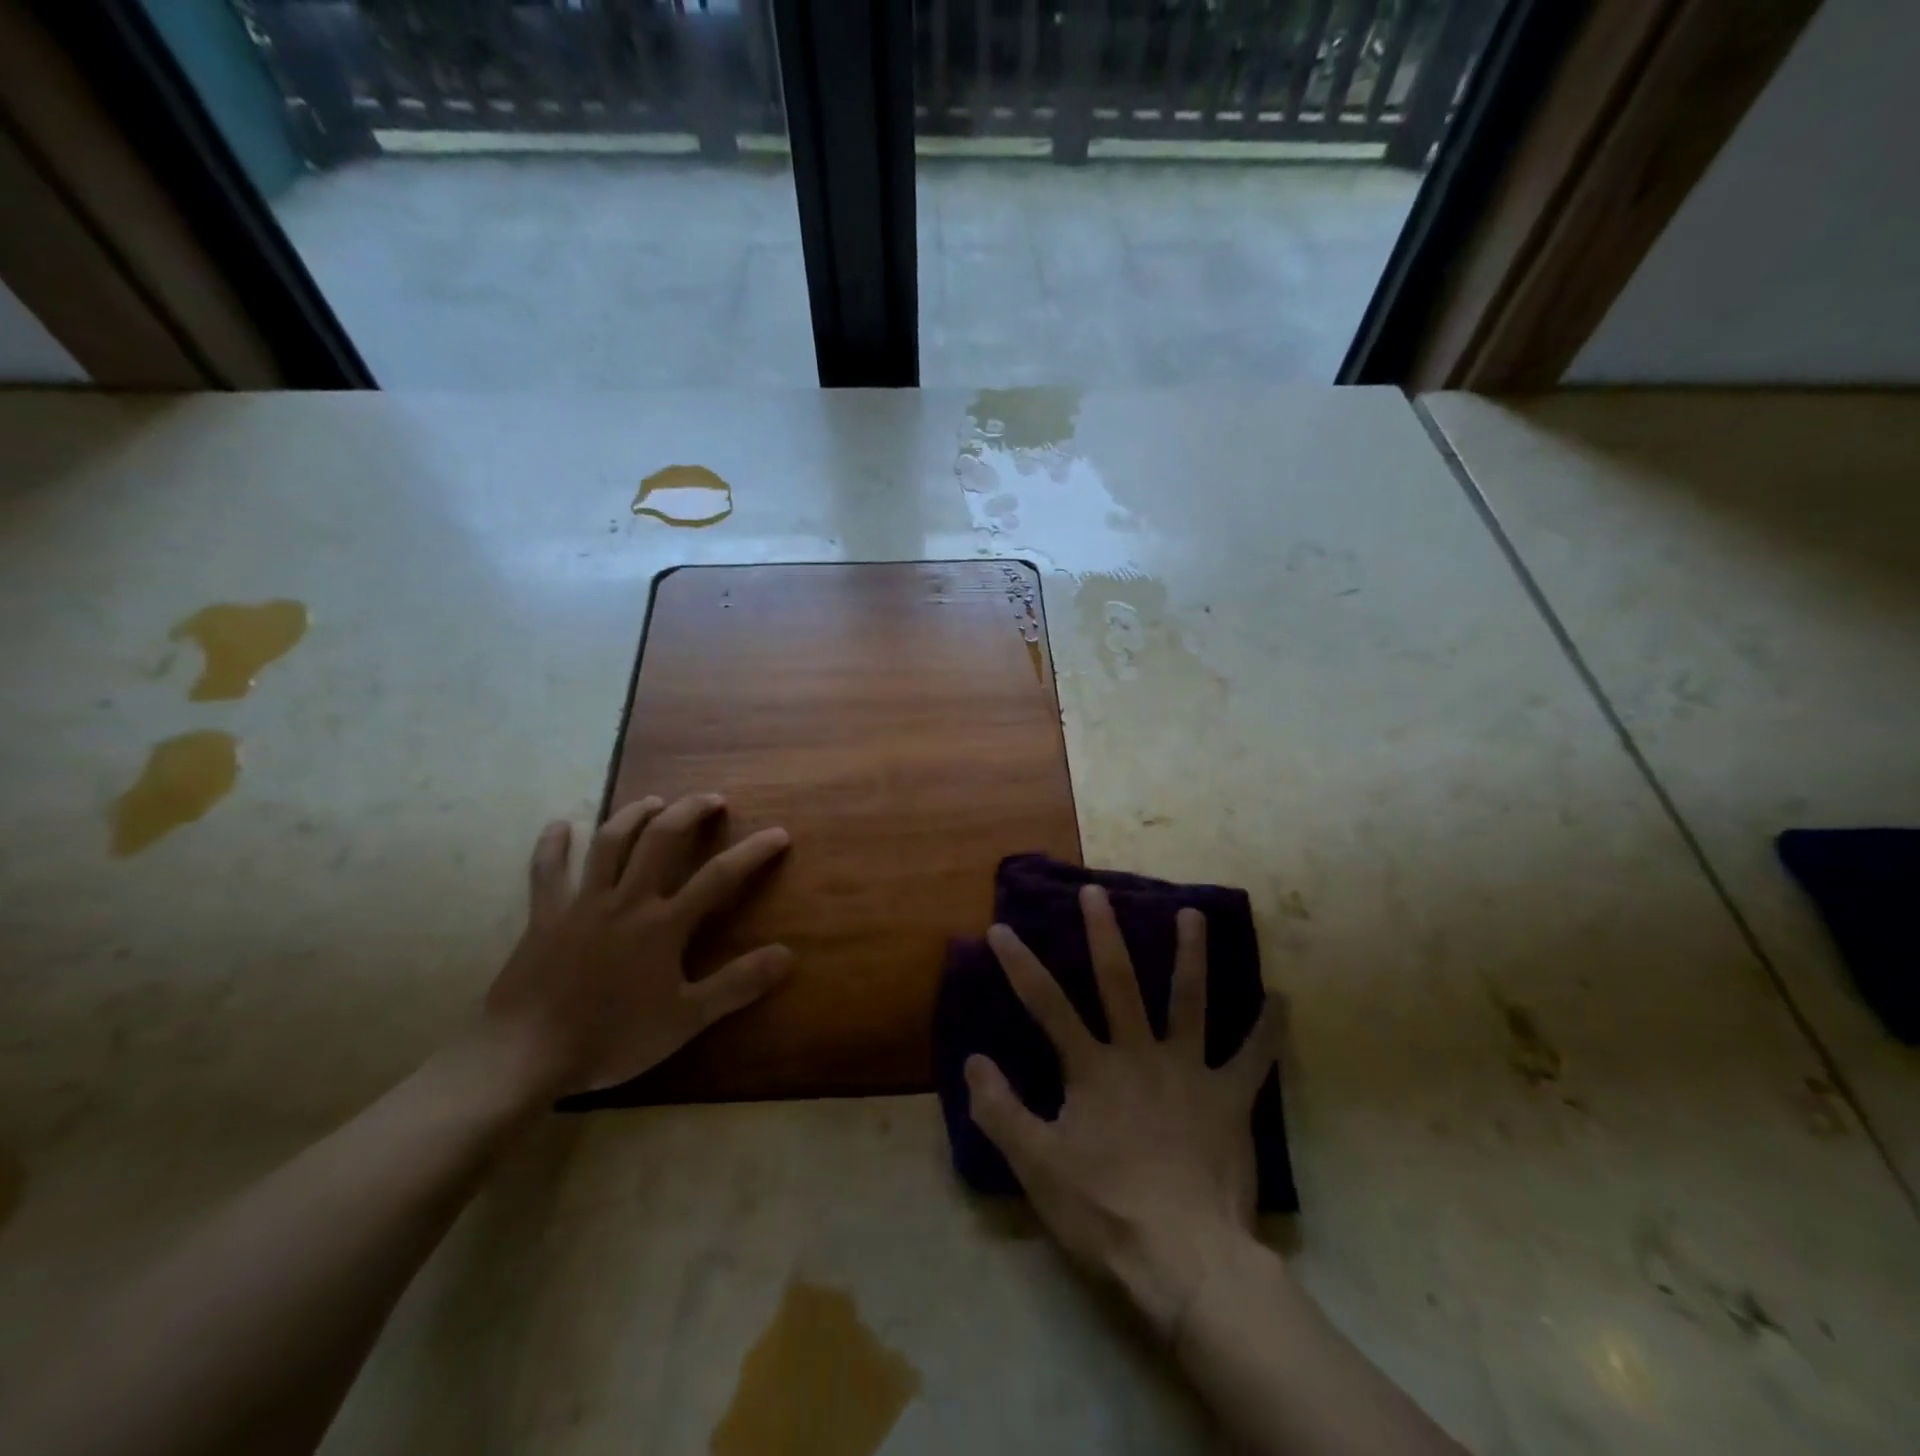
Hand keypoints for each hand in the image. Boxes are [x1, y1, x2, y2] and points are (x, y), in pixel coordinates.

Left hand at [483, 792, 793, 1098]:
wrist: (526, 1055)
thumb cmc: (612, 1038)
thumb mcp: (686, 1019)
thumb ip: (737, 985)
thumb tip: (787, 954)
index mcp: (663, 924)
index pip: (719, 876)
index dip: (752, 852)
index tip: (778, 833)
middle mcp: (627, 900)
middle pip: (662, 840)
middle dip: (690, 812)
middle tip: (711, 799)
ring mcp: (583, 904)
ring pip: (610, 843)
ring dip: (634, 815)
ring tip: (653, 801)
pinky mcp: (545, 917)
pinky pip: (547, 872)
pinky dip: (552, 846)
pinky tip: (558, 825)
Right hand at [964, 885, 1278, 1340]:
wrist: (1184, 1259)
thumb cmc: (1104, 1211)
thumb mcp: (1037, 1166)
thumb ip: (1001, 1111)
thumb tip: (972, 1061)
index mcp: (1092, 1068)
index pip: (1046, 1005)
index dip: (1020, 965)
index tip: (1001, 929)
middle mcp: (1140, 1054)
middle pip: (1118, 983)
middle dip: (1104, 934)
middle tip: (1097, 892)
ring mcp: (1189, 1072)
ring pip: (1190, 1001)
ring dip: (1191, 955)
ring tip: (1193, 914)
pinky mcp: (1230, 1100)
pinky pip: (1254, 1058)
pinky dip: (1269, 1028)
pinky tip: (1282, 997)